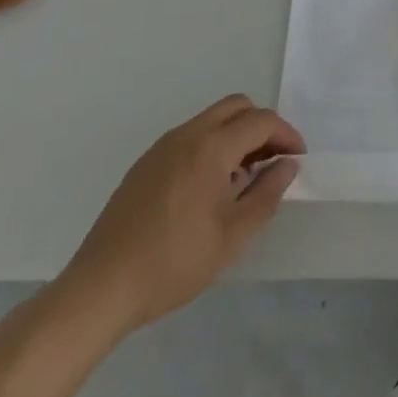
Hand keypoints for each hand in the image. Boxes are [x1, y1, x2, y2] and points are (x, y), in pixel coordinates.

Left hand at [56, 95, 305, 337]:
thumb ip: (266, 193)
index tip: (298, 159)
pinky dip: (212, 144)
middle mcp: (187, 134)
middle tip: (273, 161)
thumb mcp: (232, 236)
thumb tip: (287, 165)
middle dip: (262, 126)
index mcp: (211, 147)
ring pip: (212, 119)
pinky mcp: (145, 163)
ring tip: (244, 176)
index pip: (261, 121)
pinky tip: (210, 186)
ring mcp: (162, 146)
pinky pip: (191, 136)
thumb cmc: (173, 263)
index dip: (287, 135)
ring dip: (237, 134)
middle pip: (237, 107)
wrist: (100, 289)